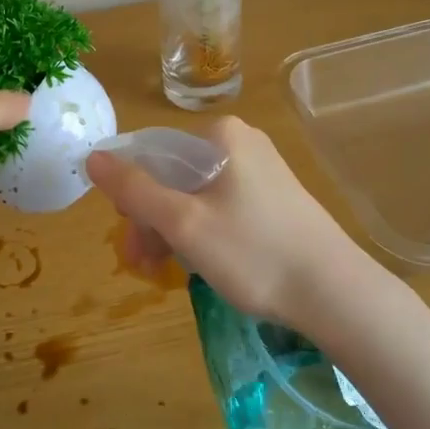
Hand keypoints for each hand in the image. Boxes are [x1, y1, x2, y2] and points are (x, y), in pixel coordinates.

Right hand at [84, 116, 368, 331]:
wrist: (336, 293)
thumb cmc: (253, 253)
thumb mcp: (183, 223)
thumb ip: (134, 190)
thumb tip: (93, 156)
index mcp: (221, 135)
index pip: (152, 155)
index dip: (131, 197)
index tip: (130, 240)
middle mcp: (242, 141)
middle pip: (174, 175)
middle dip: (152, 219)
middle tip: (145, 265)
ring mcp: (262, 169)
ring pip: (196, 194)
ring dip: (173, 230)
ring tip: (165, 272)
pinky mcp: (275, 197)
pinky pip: (221, 205)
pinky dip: (202, 230)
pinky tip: (199, 262)